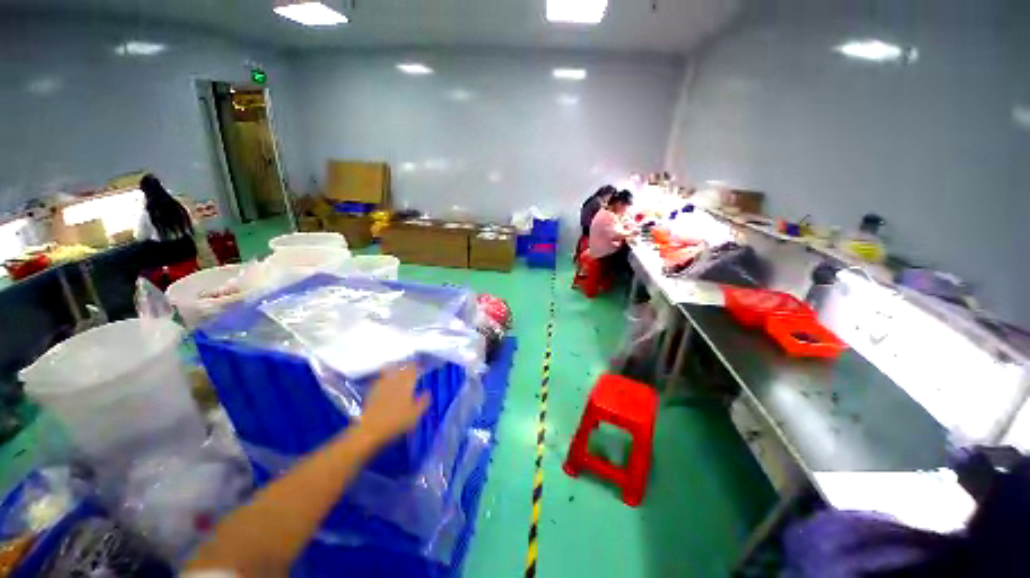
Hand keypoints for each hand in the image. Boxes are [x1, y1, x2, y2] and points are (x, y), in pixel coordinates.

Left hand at [359, 364, 430, 445]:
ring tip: (402, 368)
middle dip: (409, 365)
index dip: (419, 366)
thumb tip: (428, 392)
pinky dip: (387, 375)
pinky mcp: (373, 390)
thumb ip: (423, 402)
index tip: (423, 367)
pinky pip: (382, 377)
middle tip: (414, 366)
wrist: (369, 430)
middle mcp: (395, 380)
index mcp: (406, 384)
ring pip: (392, 370)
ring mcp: (382, 384)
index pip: (414, 369)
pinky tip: (388, 379)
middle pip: (403, 367)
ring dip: (398, 367)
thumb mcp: (415, 415)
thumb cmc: (396, 422)